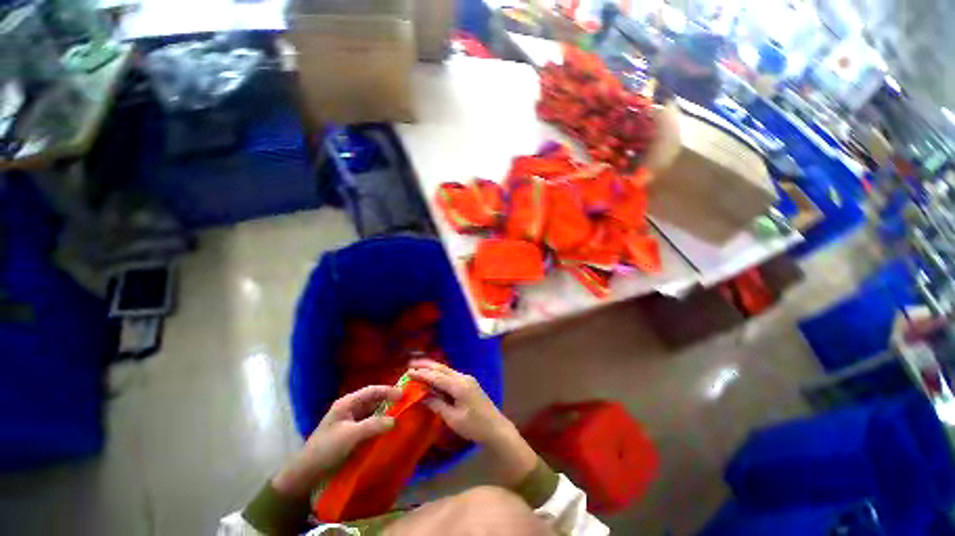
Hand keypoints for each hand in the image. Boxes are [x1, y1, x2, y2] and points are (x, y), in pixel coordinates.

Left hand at [272, 385, 400, 496]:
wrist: (305, 473)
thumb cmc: (326, 449)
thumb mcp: (350, 436)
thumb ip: (373, 425)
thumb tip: (395, 420)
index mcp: (347, 403)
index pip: (372, 391)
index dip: (388, 390)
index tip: (404, 395)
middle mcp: (349, 409)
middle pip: (373, 400)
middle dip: (388, 401)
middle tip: (405, 404)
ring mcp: (349, 422)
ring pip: (372, 412)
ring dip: (385, 413)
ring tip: (400, 415)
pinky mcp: (350, 434)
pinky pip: (369, 424)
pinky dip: (379, 425)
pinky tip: (388, 430)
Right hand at [408, 360, 536, 486]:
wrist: (496, 428)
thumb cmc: (474, 426)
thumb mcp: (453, 418)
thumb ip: (437, 405)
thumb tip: (422, 396)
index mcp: (459, 386)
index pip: (437, 377)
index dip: (422, 374)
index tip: (408, 372)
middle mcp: (463, 378)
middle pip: (442, 369)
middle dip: (426, 366)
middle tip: (411, 364)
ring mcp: (467, 379)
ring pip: (447, 370)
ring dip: (433, 369)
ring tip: (419, 367)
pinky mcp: (469, 383)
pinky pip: (452, 375)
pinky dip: (440, 374)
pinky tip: (434, 376)